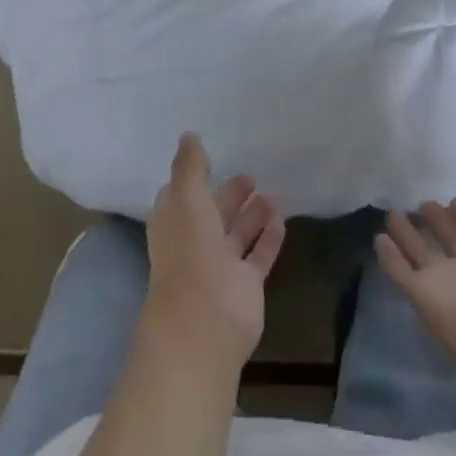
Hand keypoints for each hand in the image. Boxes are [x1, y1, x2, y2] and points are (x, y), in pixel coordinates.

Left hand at [143, 134, 285, 371]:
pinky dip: (269, 237)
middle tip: (251, 176)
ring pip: (238, 234)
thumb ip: (190, 165)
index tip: (210, 161)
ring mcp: (220, 266)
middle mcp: (195, 243)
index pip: (182, 196)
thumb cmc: (190, 249)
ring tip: (273, 194)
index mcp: (174, 223)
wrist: (204, 319)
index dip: (193, 179)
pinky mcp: (245, 285)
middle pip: (213, 214)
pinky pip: (259, 255)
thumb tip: (189, 135)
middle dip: (230, 196)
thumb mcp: (186, 196)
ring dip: (253, 214)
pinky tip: (281, 218)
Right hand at [377, 153, 455, 376]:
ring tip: (390, 213)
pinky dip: (390, 258)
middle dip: (436, 220)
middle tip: (421, 202)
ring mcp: (446, 283)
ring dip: (408, 236)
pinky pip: (402, 273)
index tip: (452, 195)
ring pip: (423, 254)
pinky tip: (378, 239)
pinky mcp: (423, 297)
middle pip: (449, 239)